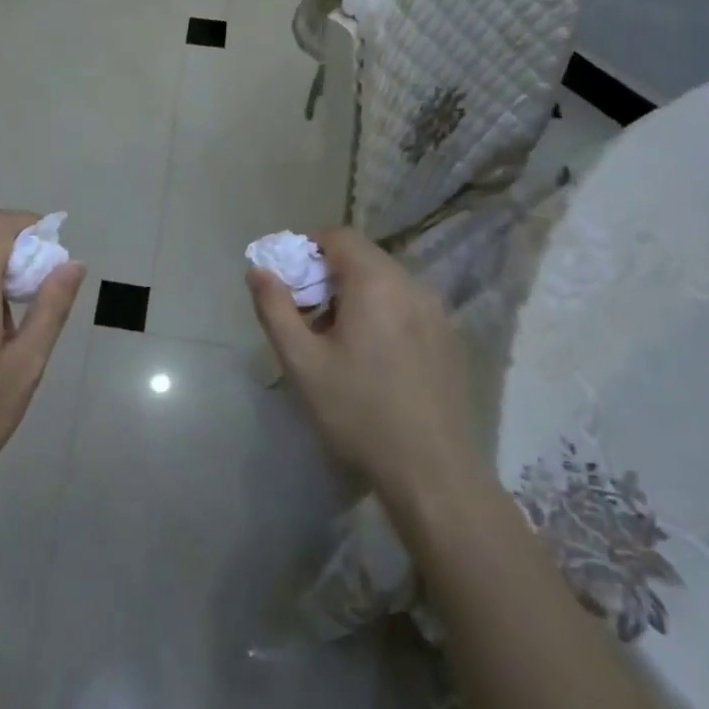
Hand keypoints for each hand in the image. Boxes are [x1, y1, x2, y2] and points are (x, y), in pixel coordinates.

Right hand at [247, 227, 474, 500]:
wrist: (432, 472)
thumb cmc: (358, 412)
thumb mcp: (301, 362)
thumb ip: (275, 308)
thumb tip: (258, 270)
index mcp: (376, 283)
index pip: (339, 236)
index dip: (307, 247)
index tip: (287, 278)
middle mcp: (413, 286)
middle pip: (364, 257)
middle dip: (328, 274)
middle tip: (305, 313)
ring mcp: (438, 313)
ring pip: (387, 282)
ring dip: (355, 294)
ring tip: (336, 338)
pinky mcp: (451, 339)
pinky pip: (408, 306)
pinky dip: (382, 312)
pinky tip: (372, 357)